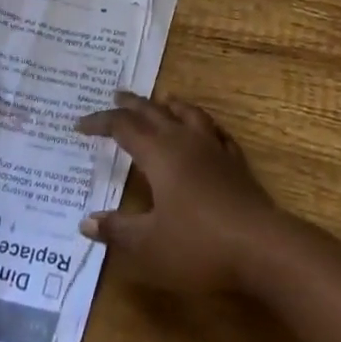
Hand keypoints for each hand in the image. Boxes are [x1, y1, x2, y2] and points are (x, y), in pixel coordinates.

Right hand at [74, 92, 283, 291]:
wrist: (260, 245)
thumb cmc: (198, 245)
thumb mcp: (148, 246)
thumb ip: (117, 230)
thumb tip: (85, 221)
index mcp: (159, 154)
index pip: (123, 128)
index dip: (100, 123)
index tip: (80, 125)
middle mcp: (184, 140)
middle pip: (153, 112)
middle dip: (132, 104)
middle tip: (115, 95)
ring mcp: (213, 148)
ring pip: (188, 113)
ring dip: (169, 105)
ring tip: (161, 100)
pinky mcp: (235, 161)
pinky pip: (215, 131)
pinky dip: (202, 124)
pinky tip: (205, 130)